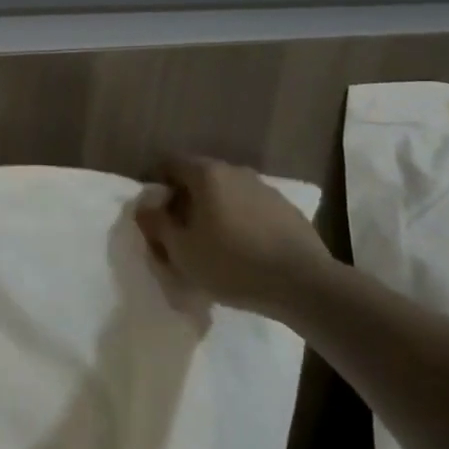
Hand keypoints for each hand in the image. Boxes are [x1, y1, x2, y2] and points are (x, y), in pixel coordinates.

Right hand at [134, 156, 333, 317]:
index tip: (154, 212)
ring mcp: (265, 189)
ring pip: (228, 193)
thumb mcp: (180, 249)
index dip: (157, 184)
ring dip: (215, 211)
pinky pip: (252, 209)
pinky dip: (241, 222)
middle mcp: (235, 171)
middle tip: (180, 231)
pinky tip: (244, 251)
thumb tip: (145, 205)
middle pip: (200, 177)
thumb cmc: (231, 263)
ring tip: (213, 244)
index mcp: (206, 174)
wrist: (304, 285)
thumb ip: (156, 222)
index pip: (170, 163)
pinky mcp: (288, 210)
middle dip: (186, 199)